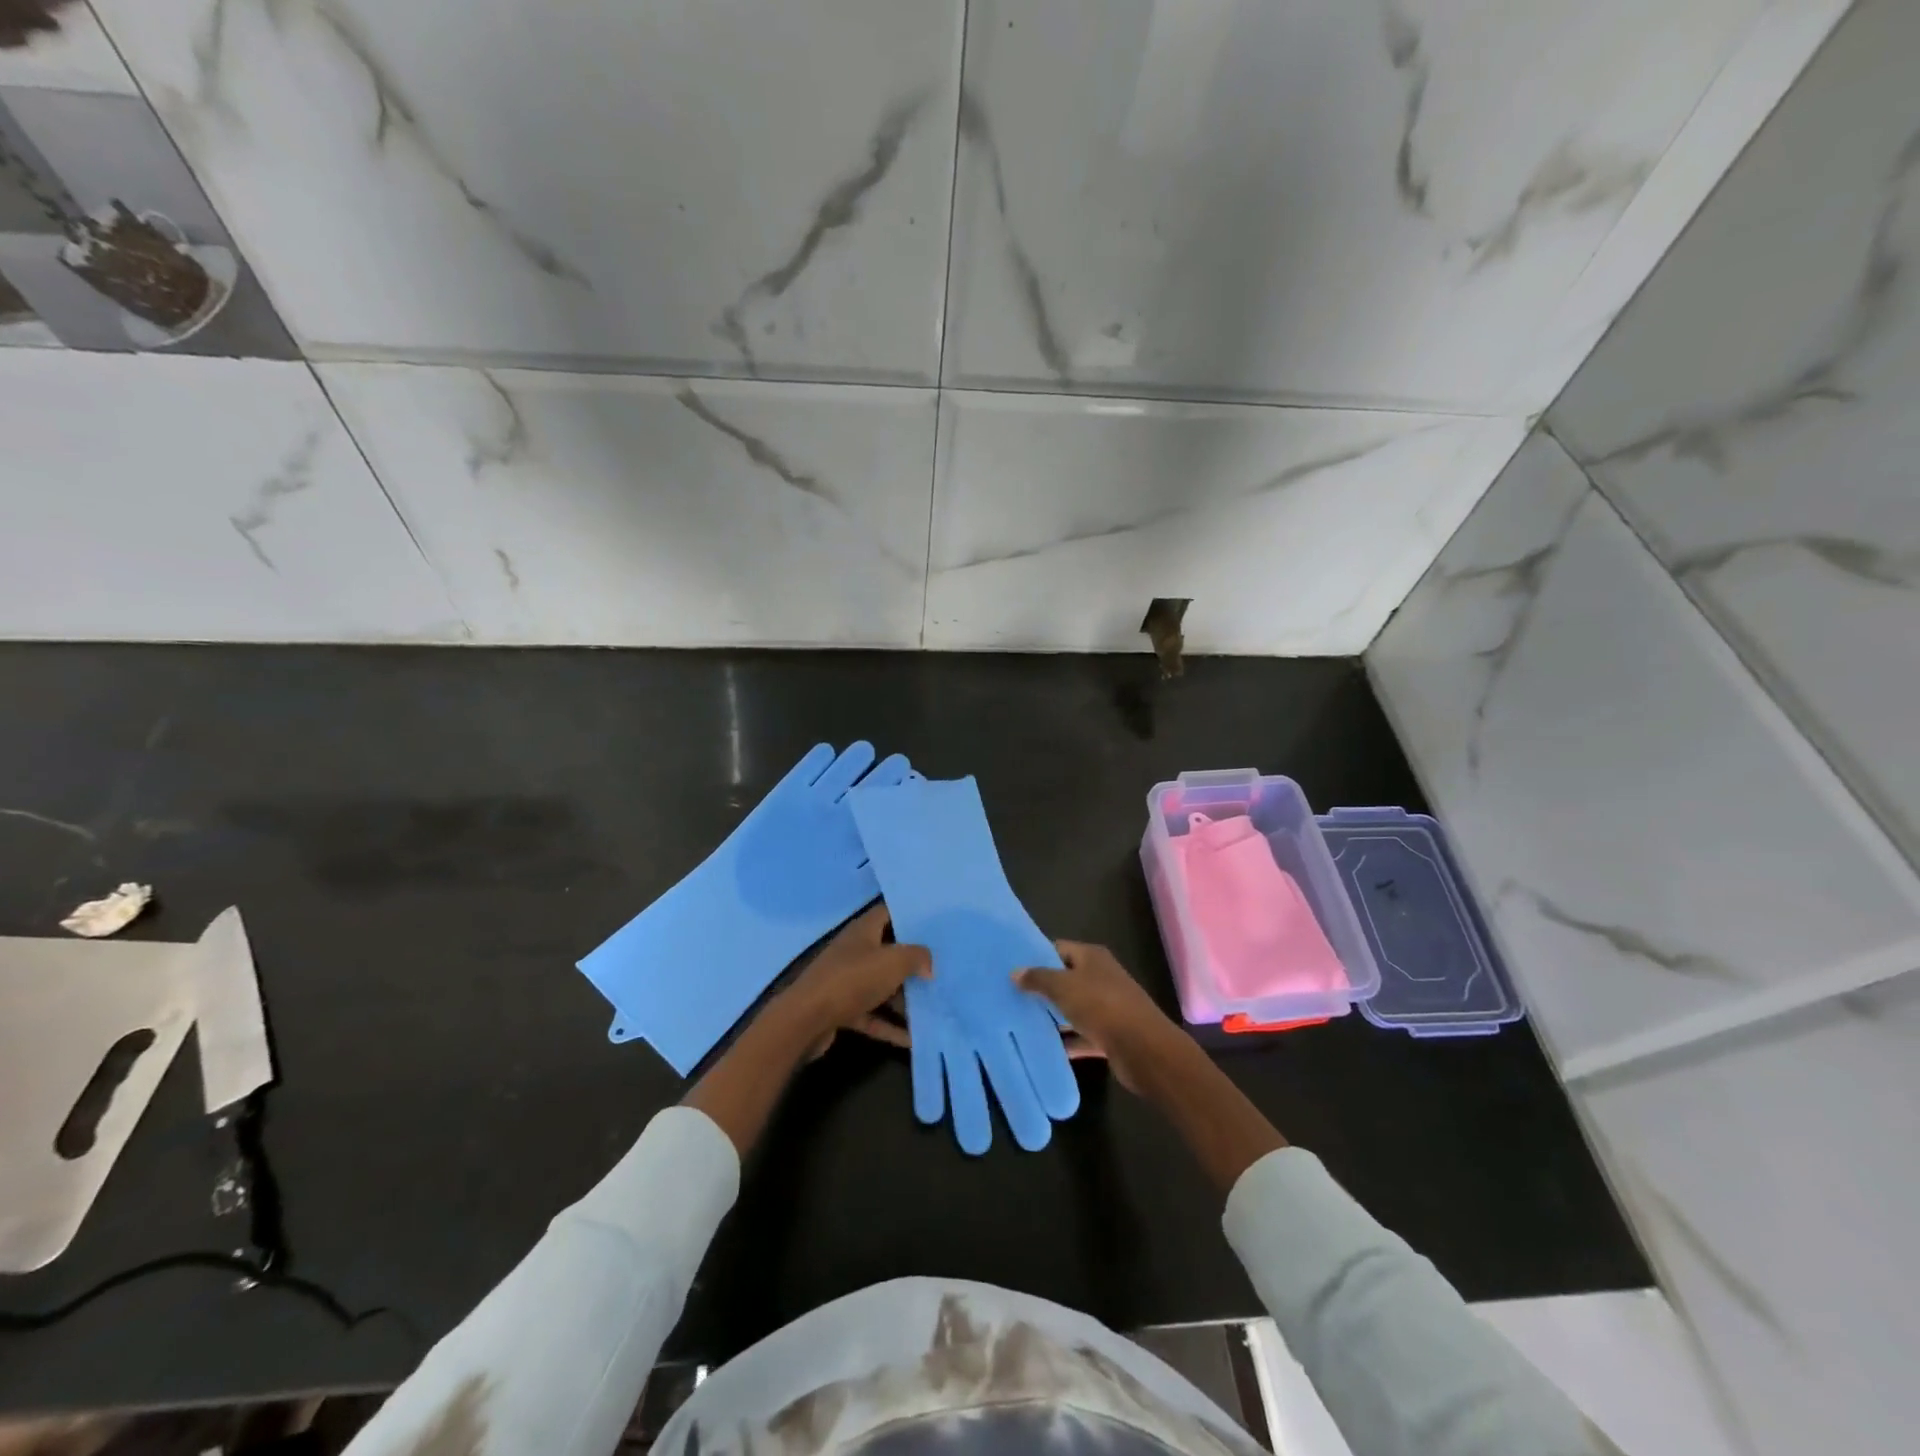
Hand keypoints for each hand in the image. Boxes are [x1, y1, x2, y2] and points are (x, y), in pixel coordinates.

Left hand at [784, 904, 929, 1058]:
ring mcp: (845, 982)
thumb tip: (929, 964)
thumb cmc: (852, 980)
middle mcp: (853, 952)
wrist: (806, 1020)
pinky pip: (872, 1014)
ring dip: (903, 998)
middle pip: (887, 952)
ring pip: (880, 986)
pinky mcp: (841, 1010)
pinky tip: (912, 1039)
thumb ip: (916, 957)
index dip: (909, 917)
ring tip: (933, 1006)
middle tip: (940, 969)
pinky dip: (889, 1025)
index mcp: (863, 931)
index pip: (887, 914)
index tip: (933, 926)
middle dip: (912, 962)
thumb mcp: (892, 962)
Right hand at [1015, 941, 1185, 1092]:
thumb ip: (1038, 978)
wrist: (1143, 1048)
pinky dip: (1068, 1040)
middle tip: (1012, 995)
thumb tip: (1015, 971)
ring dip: (1054, 1015)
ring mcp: (1108, 1006)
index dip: (1037, 956)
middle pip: (1066, 978)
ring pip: (1074, 1007)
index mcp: (1092, 957)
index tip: (1012, 967)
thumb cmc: (1101, 1006)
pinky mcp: (1111, 1034)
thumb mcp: (1063, 987)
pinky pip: (1083, 1034)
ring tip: (1021, 1020)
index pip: (1059, 948)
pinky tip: (1046, 1047)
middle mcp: (1101, 977)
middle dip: (1042, 987)